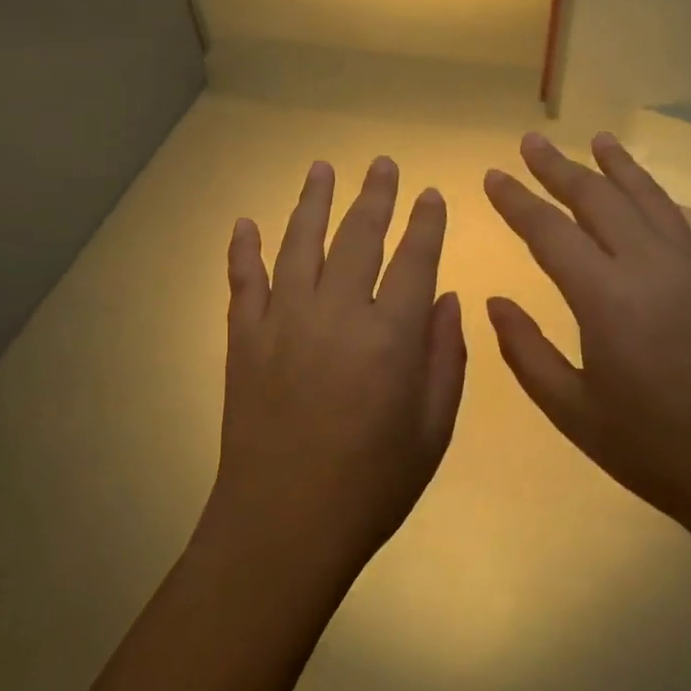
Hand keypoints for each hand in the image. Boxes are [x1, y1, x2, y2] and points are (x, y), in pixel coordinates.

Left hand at [203, 157, 466, 587]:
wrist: (282, 526)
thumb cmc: (371, 485)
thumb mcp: (432, 430)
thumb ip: (445, 358)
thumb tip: (446, 298)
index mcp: (390, 336)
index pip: (414, 260)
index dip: (425, 223)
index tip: (430, 194)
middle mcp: (336, 313)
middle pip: (358, 237)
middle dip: (375, 196)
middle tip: (383, 164)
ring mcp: (283, 321)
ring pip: (300, 244)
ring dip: (312, 202)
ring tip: (322, 168)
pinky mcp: (244, 339)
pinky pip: (244, 282)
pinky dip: (244, 250)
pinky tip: (245, 223)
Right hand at [483, 132, 690, 552]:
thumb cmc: (654, 448)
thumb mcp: (572, 410)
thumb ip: (526, 352)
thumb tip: (495, 302)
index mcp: (604, 295)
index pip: (547, 230)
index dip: (515, 200)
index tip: (493, 175)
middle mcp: (650, 264)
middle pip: (597, 198)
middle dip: (558, 167)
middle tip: (532, 143)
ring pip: (652, 199)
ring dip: (622, 167)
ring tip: (599, 139)